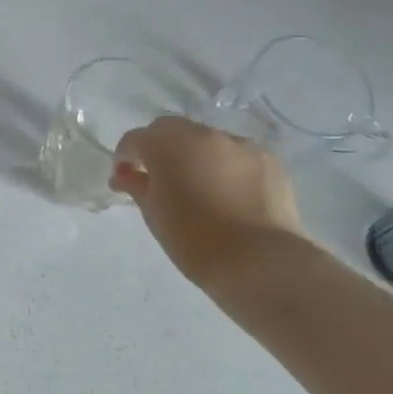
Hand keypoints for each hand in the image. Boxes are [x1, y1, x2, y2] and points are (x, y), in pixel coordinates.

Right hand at [109, 116, 308, 288]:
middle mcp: (203, 135)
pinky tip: (227, 192)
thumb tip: (126, 176)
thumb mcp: (154, 214)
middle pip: (171, 130)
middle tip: (156, 177)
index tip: (123, 178)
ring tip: (197, 185)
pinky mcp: (269, 161)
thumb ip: (137, 186)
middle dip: (158, 148)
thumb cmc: (194, 239)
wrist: (261, 262)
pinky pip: (236, 155)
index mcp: (167, 145)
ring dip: (193, 155)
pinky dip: (224, 166)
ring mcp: (240, 145)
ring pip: (206, 141)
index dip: (124, 157)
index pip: (135, 139)